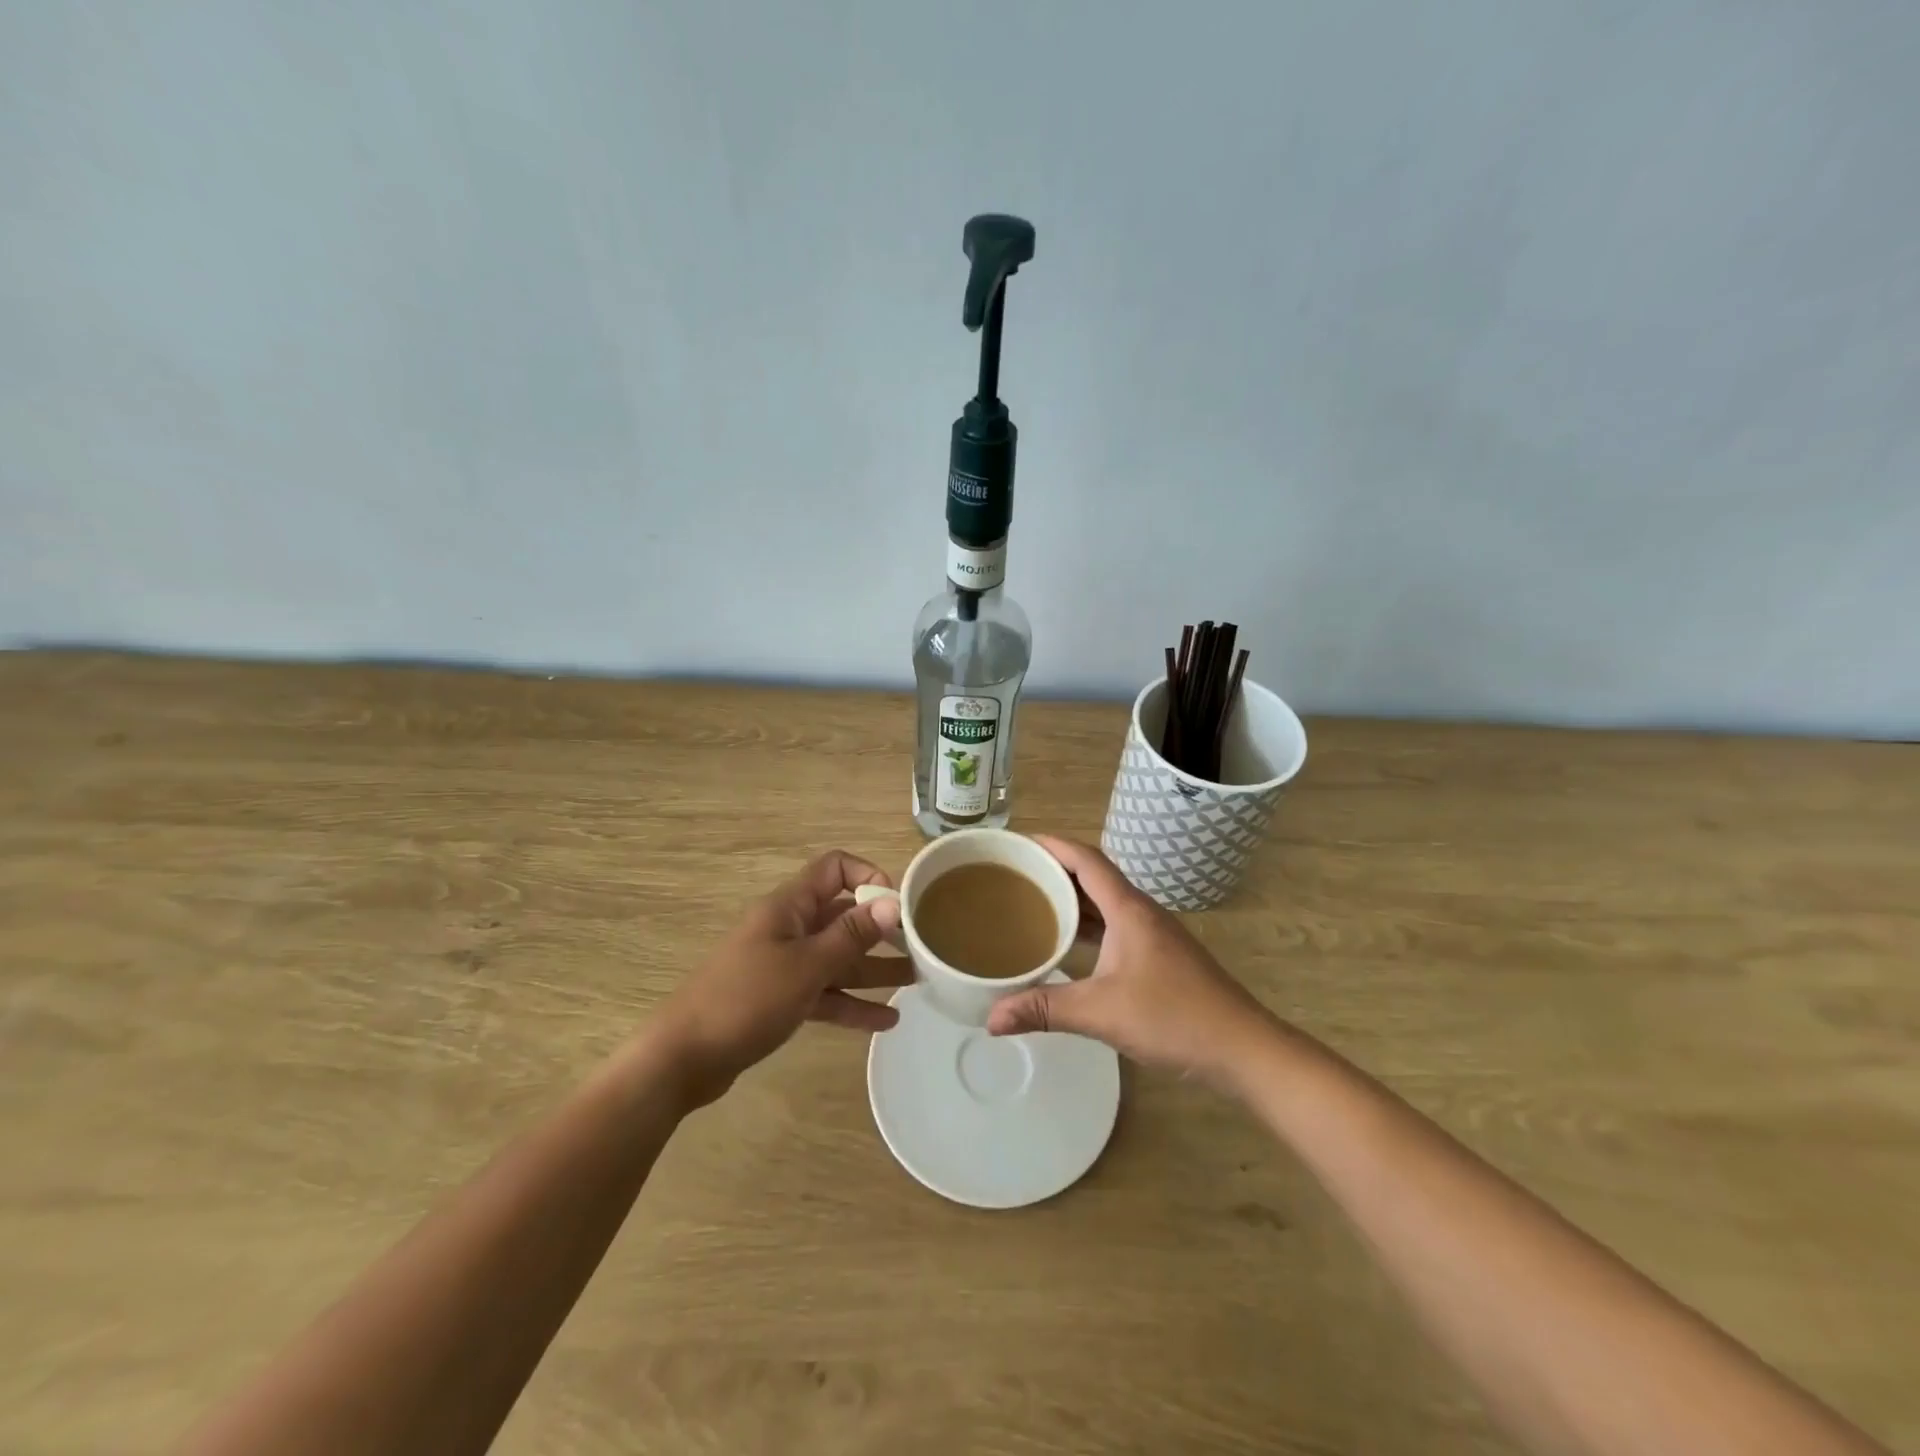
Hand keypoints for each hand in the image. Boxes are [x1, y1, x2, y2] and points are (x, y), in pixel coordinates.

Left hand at [657, 851, 910, 1106]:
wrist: (683, 1058)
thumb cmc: (746, 1000)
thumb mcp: (806, 966)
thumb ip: (851, 935)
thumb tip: (892, 902)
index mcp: (789, 907)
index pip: (834, 868)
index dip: (868, 877)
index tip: (897, 906)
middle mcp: (789, 928)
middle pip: (842, 916)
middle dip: (881, 929)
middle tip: (920, 947)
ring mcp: (783, 965)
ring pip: (837, 958)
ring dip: (873, 969)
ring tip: (917, 982)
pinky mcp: (779, 999)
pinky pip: (824, 992)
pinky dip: (851, 1003)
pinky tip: (885, 1021)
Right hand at [986, 836, 1274, 1087]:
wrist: (1242, 1048)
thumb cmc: (1174, 1018)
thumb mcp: (1102, 1013)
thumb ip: (1045, 1010)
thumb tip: (991, 1018)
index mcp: (1129, 910)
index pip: (1086, 860)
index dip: (1052, 845)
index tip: (1018, 842)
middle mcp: (1141, 913)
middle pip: (1093, 876)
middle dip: (1054, 870)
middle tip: (1015, 874)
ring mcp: (1153, 935)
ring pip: (1104, 903)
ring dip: (1071, 898)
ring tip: (1032, 903)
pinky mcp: (1158, 956)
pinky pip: (1113, 926)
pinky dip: (1087, 926)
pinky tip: (1068, 945)